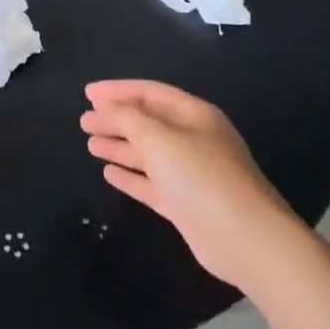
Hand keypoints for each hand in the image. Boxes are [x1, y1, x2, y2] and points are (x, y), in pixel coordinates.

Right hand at [81, 80, 302, 284]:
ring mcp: (190, 174)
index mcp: (194, 115)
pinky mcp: (185, 204)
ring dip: (119, 146)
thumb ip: (129, 119)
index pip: (150, 93)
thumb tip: (108, 108)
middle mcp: (193, 140)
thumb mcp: (160, 139)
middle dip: (115, 119)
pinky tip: (109, 173)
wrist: (245, 238)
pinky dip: (130, 176)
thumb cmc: (202, 177)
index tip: (87, 93)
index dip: (117, 90)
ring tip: (89, 144)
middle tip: (84, 121)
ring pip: (148, 153)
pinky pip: (151, 183)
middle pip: (148, 122)